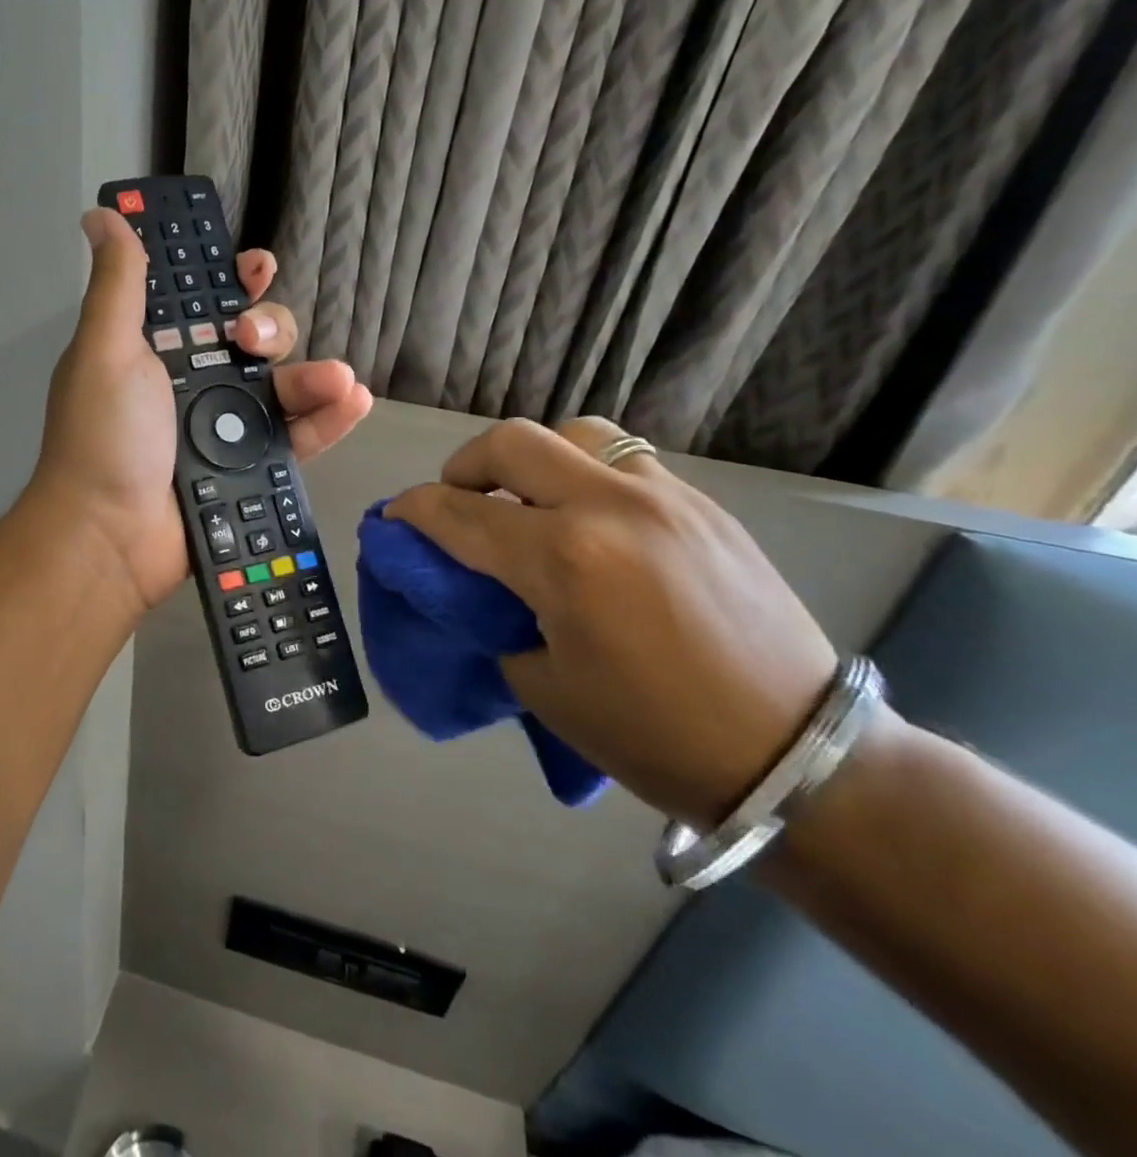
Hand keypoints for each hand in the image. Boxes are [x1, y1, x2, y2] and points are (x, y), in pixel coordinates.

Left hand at [30, 207, 373, 616]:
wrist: (111, 536)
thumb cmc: (104, 435)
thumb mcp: (104, 350)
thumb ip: (117, 284)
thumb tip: (102, 215)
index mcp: (159, 350)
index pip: (205, 301)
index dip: (232, 280)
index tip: (253, 266)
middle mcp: (196, 382)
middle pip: (255, 338)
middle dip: (269, 326)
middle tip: (253, 341)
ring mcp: (227, 427)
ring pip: (285, 385)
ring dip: (314, 373)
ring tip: (335, 380)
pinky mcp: (252, 467)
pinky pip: (300, 436)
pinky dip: (329, 418)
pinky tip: (353, 400)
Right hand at [387, 417, 836, 826]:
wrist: (797, 755)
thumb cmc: (653, 735)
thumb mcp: (542, 685)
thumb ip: (493, 617)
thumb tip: (471, 583)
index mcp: (564, 559)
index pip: (459, 513)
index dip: (412, 512)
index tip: (392, 518)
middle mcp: (610, 507)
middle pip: (511, 442)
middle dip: (463, 466)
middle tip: (457, 501)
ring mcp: (664, 497)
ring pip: (573, 434)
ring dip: (531, 458)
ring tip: (528, 500)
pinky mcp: (702, 504)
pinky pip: (623, 460)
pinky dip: (584, 473)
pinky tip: (588, 519)